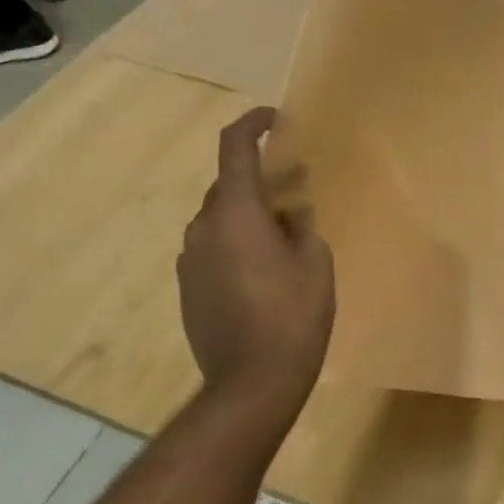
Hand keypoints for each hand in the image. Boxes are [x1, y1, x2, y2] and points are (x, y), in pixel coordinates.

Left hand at [178, 107, 335, 400]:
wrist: (250, 384)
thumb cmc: (292, 316)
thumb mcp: (315, 262)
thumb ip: (301, 224)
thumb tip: (289, 211)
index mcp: (235, 212)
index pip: (234, 147)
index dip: (252, 123)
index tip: (275, 119)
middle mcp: (203, 227)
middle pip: (228, 185)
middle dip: (260, 179)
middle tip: (296, 189)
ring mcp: (190, 259)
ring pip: (220, 219)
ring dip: (248, 214)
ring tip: (283, 234)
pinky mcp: (188, 287)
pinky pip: (213, 248)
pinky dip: (235, 243)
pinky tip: (262, 270)